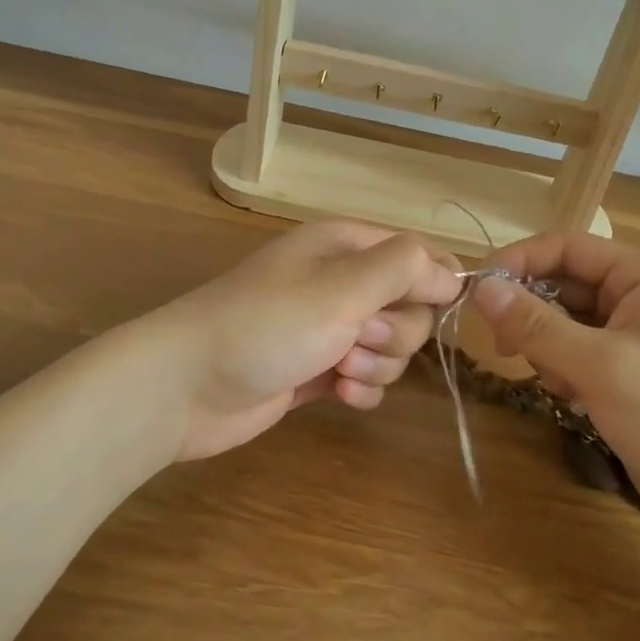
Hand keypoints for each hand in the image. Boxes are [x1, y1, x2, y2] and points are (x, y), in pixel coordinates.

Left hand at [149, 220, 461, 460]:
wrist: (186, 386)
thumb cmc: (266, 325)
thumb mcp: (342, 287)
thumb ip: (404, 270)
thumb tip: (453, 272)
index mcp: (347, 245)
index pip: (418, 252)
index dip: (436, 280)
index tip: (439, 308)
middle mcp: (341, 281)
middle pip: (410, 305)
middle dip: (395, 331)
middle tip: (355, 338)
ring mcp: (328, 327)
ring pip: (391, 346)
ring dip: (377, 363)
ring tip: (338, 370)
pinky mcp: (318, 368)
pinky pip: (367, 376)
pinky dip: (361, 388)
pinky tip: (338, 394)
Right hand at [473, 233, 639, 555]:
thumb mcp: (601, 367)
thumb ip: (537, 325)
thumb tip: (481, 288)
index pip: (568, 247)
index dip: (519, 261)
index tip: (476, 291)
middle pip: (565, 284)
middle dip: (531, 312)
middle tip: (502, 346)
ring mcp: (637, 337)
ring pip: (566, 322)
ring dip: (546, 346)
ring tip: (555, 383)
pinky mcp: (630, 373)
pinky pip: (578, 354)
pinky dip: (562, 369)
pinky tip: (570, 398)